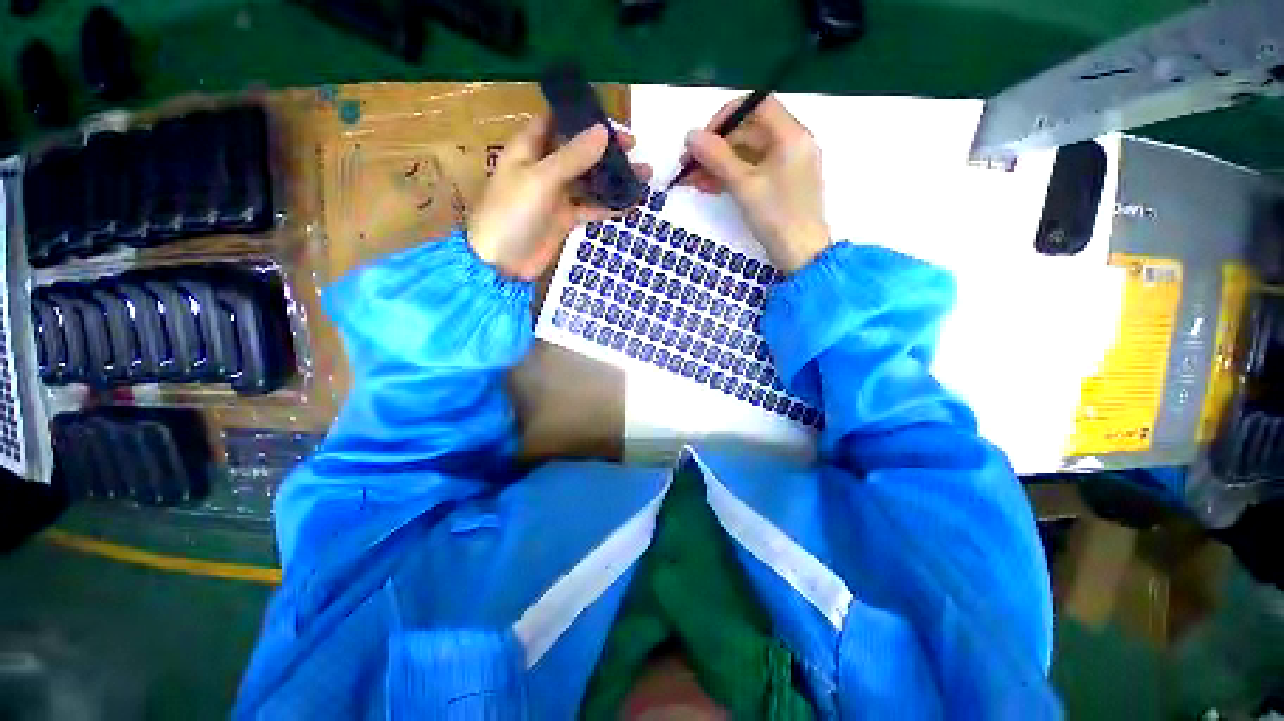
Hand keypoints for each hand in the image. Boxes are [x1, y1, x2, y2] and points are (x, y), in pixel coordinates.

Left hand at [468, 115, 651, 279]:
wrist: (502, 263)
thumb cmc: (512, 213)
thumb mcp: (541, 179)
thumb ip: (572, 156)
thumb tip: (603, 131)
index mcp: (529, 149)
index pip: (556, 121)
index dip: (580, 116)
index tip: (610, 115)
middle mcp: (544, 168)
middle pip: (578, 151)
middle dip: (605, 148)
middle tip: (634, 147)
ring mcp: (557, 195)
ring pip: (590, 180)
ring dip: (613, 177)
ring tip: (644, 173)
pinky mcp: (566, 219)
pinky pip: (592, 207)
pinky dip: (610, 205)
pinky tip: (632, 203)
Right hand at [680, 96, 830, 273]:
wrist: (801, 255)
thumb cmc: (777, 217)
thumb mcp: (744, 185)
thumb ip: (717, 158)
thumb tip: (690, 136)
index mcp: (791, 135)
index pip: (756, 105)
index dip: (725, 117)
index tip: (702, 138)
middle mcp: (791, 143)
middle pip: (748, 132)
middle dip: (716, 148)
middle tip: (688, 166)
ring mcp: (786, 166)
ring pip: (746, 155)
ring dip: (718, 165)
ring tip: (692, 181)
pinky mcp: (779, 185)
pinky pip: (751, 172)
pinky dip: (730, 177)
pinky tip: (709, 187)